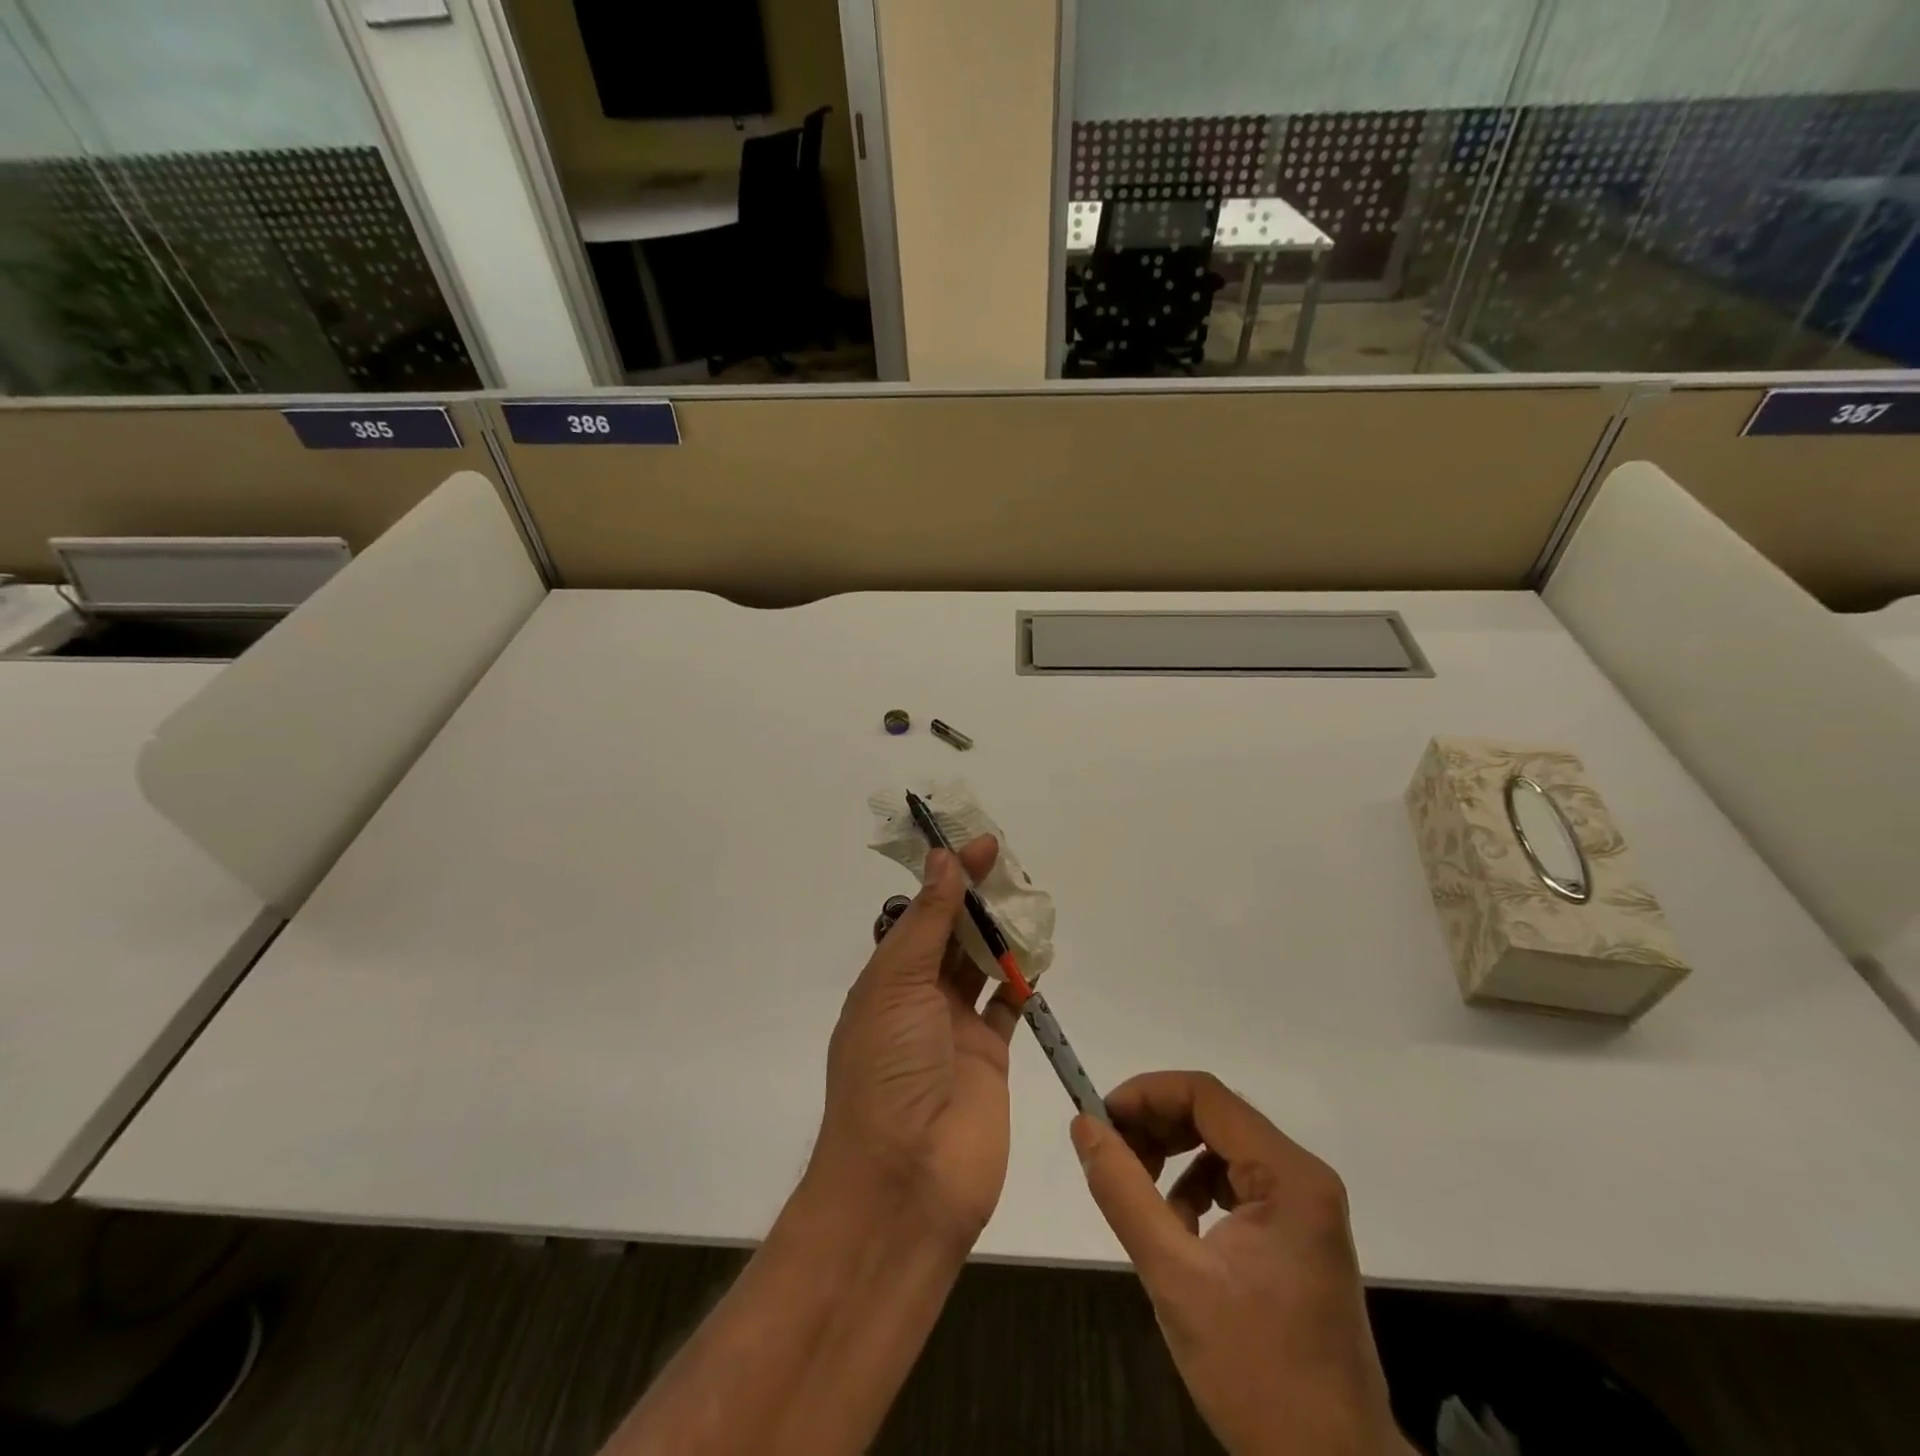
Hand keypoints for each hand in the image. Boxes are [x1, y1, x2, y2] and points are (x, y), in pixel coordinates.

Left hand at [814, 839, 1019, 1252]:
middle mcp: (919, 999)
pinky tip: (1038, 955)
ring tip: (1029, 900)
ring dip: (1002, 935)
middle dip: (977, 900)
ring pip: (982, 966)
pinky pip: (1009, 1006)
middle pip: (952, 935)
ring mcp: (956, 1029)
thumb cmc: (888, 1072)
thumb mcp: (897, 985)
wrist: (906, 1182)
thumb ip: (927, 923)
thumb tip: (944, 861)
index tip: (980, 845)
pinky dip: (1022, 980)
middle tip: (1010, 866)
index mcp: (887, 980)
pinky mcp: (991, 1057)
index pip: (920, 914)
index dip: (948, 878)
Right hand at [1071, 1073, 1408, 1455]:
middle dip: (1156, 1125)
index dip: (1146, 1094)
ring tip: (1139, 1195)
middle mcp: (1303, 1177)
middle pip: (1214, 1115)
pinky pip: (1235, 1183)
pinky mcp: (1298, 1234)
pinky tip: (1178, 1229)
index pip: (1206, 1095)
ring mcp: (1305, 1206)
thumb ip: (1124, 1193)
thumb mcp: (1175, 1279)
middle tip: (1111, 1155)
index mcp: (1288, 1176)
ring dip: (1172, 1157)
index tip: (1100, 1121)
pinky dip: (1195, 1189)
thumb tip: (1084, 1125)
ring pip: (1221, 1146)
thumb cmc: (1258, 1375)